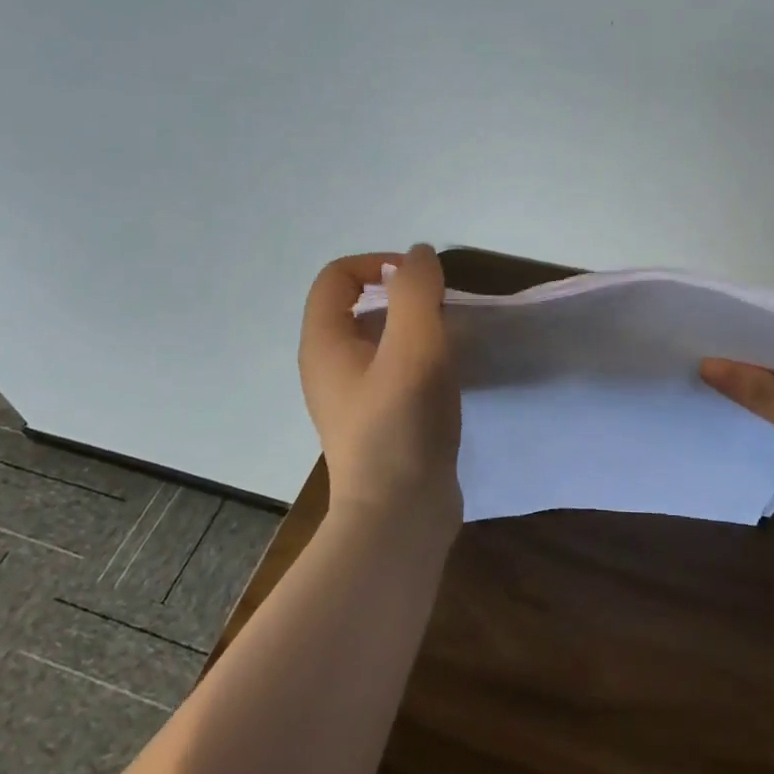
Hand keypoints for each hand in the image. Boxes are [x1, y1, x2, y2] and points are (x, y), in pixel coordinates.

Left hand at [298, 245, 462, 535]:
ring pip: (377, 339)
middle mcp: (327, 366)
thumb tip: (419, 256)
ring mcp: (350, 397)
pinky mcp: (375, 421)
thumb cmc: (402, 424)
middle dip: (401, 296)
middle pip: (357, 305)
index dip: (378, 264)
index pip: (337, 276)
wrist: (399, 516)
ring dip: (413, 328)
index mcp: (324, 343)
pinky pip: (391, 371)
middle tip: (442, 311)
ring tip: (450, 340)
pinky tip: (447, 376)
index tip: (422, 282)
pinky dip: (417, 359)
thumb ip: (416, 291)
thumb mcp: (414, 345)